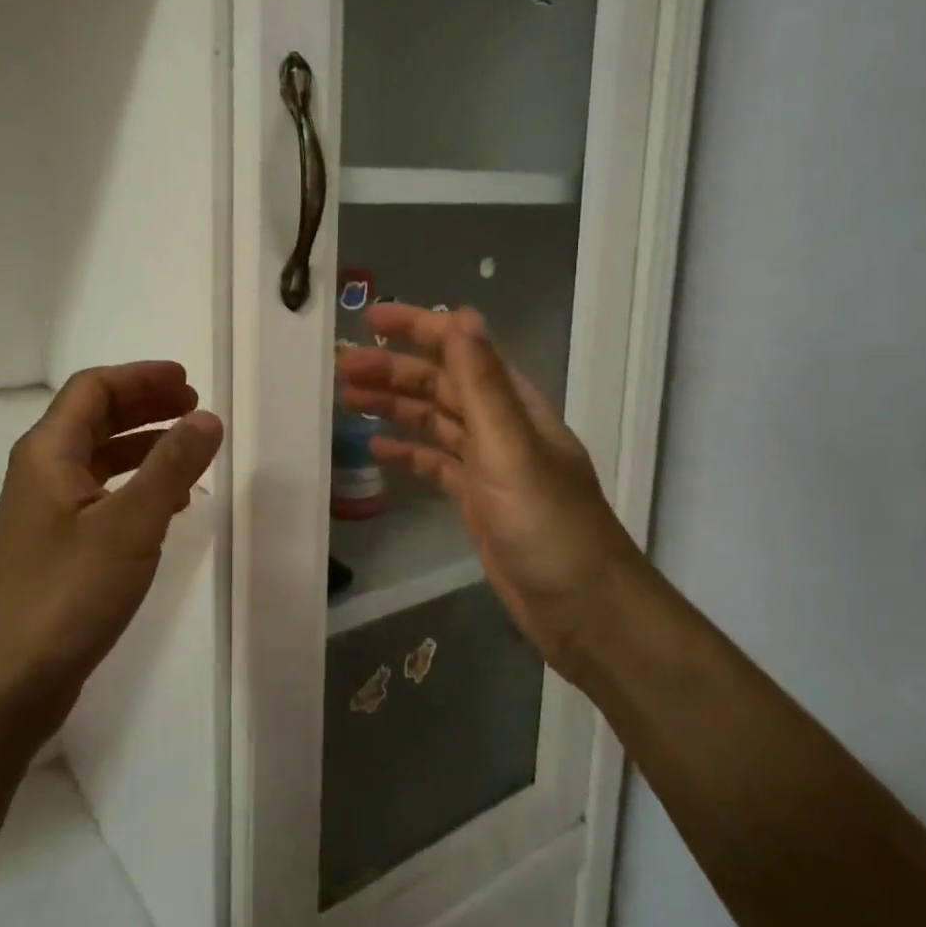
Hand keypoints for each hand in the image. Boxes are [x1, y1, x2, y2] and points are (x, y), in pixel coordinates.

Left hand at [0, 362, 222, 743]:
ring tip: (190, 451)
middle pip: (95, 417)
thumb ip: (172, 466)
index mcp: (48, 453)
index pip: (94, 389)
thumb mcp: (131, 524)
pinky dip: (135, 484)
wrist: (8, 683)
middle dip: (146, 406)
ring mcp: (46, 511)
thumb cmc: (67, 593)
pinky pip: (100, 494)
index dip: (141, 377)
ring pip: (99, 457)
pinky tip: (168, 504)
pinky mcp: (56, 545)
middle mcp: (41, 472)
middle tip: (195, 409)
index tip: (189, 383)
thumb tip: (207, 416)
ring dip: (144, 444)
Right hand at [337, 305, 643, 676]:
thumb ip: (483, 384)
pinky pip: (435, 464)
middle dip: (392, 370)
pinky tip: (377, 450)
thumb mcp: (511, 449)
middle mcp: (500, 426)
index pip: (460, 348)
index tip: (368, 318)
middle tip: (341, 368)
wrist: (584, 611)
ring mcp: (488, 465)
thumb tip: (460, 315)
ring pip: (433, 421)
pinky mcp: (477, 500)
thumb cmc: (548, 527)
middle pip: (440, 383)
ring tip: (346, 400)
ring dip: (394, 406)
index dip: (417, 327)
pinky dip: (407, 451)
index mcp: (513, 404)